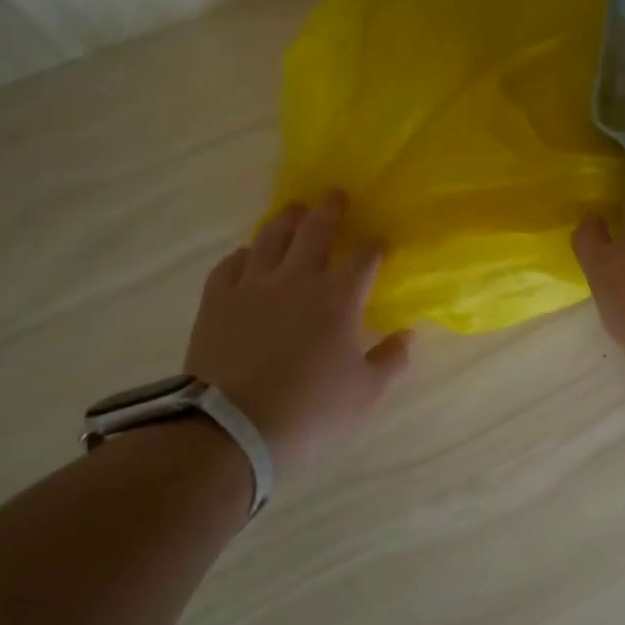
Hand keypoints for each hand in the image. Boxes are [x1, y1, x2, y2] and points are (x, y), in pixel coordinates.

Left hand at [184, 192, 411, 470]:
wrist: (231, 429)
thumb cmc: (309, 411)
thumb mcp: (365, 395)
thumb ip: (392, 361)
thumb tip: (407, 336)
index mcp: (337, 298)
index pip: (363, 257)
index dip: (374, 246)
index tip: (379, 243)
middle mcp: (296, 279)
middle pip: (315, 230)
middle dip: (330, 210)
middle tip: (335, 195)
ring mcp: (252, 286)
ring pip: (270, 237)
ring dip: (286, 219)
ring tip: (294, 210)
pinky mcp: (217, 300)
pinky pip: (231, 264)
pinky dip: (244, 254)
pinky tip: (248, 254)